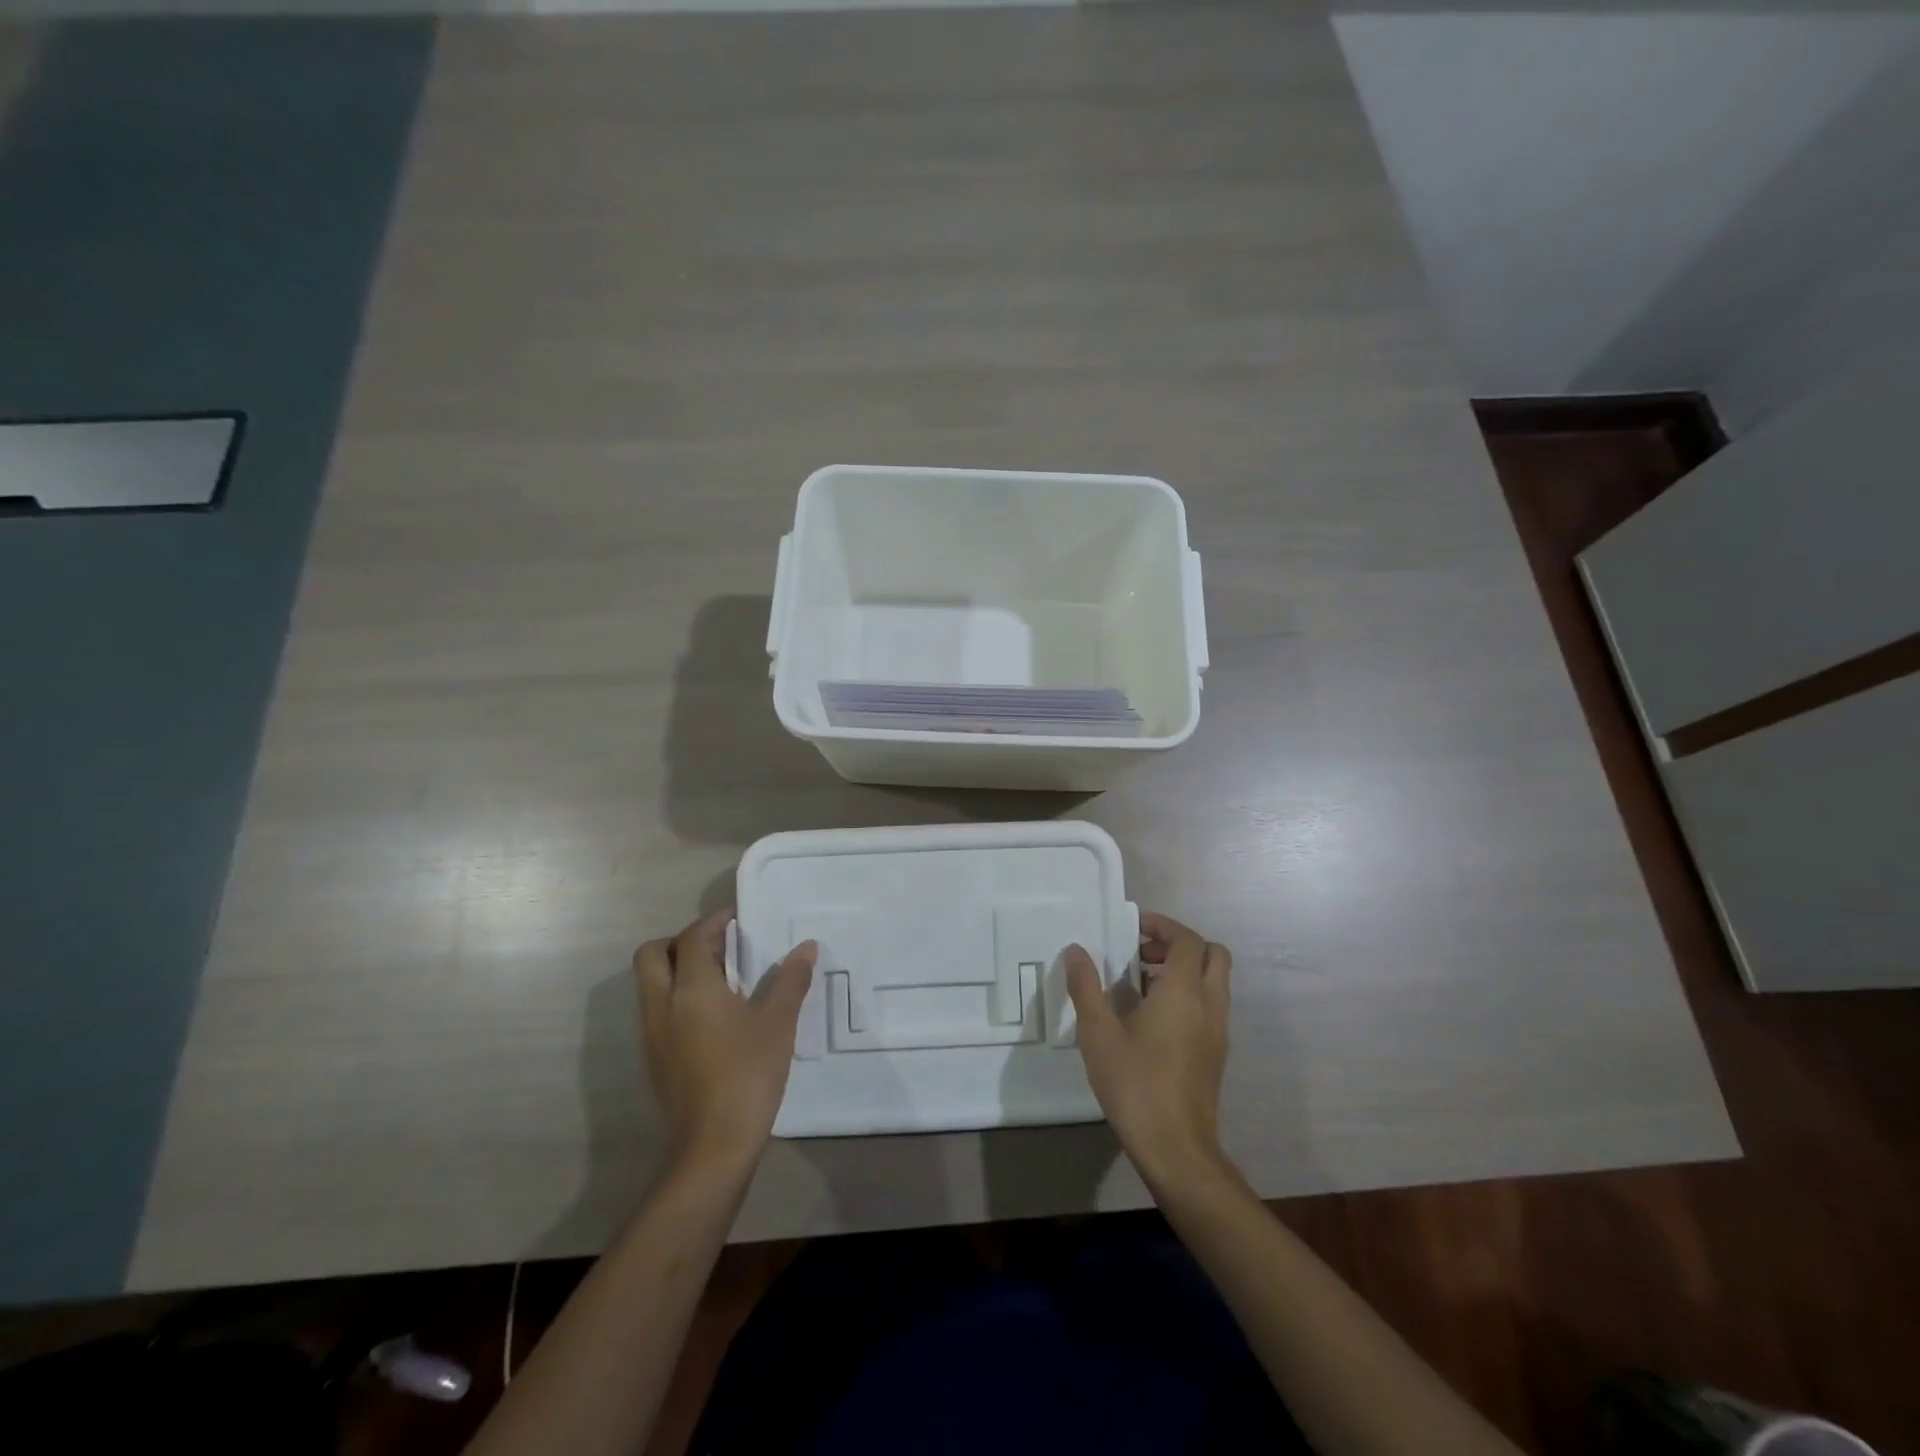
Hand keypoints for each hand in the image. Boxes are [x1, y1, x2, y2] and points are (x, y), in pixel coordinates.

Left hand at [632, 909, 815, 1178]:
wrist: (713, 1147)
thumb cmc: (748, 1075)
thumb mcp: (778, 1023)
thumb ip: (791, 980)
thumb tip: (806, 948)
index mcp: (691, 989)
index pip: (692, 938)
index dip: (713, 922)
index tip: (736, 918)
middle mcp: (662, 1005)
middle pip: (652, 955)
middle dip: (680, 941)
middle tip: (718, 947)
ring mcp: (652, 1035)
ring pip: (651, 984)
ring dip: (678, 970)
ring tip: (721, 980)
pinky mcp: (654, 1060)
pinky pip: (657, 1011)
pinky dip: (677, 998)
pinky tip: (714, 1016)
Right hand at [1065, 912, 1232, 1189]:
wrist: (1177, 1149)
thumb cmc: (1135, 1085)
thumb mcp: (1098, 1034)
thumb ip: (1086, 987)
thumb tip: (1077, 951)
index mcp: (1183, 992)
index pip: (1188, 940)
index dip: (1163, 926)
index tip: (1134, 929)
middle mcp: (1209, 1004)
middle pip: (1212, 954)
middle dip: (1179, 944)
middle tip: (1143, 954)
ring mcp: (1218, 1030)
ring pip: (1214, 980)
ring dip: (1184, 970)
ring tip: (1141, 984)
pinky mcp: (1217, 1052)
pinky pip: (1210, 1005)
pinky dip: (1189, 995)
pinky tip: (1153, 1018)